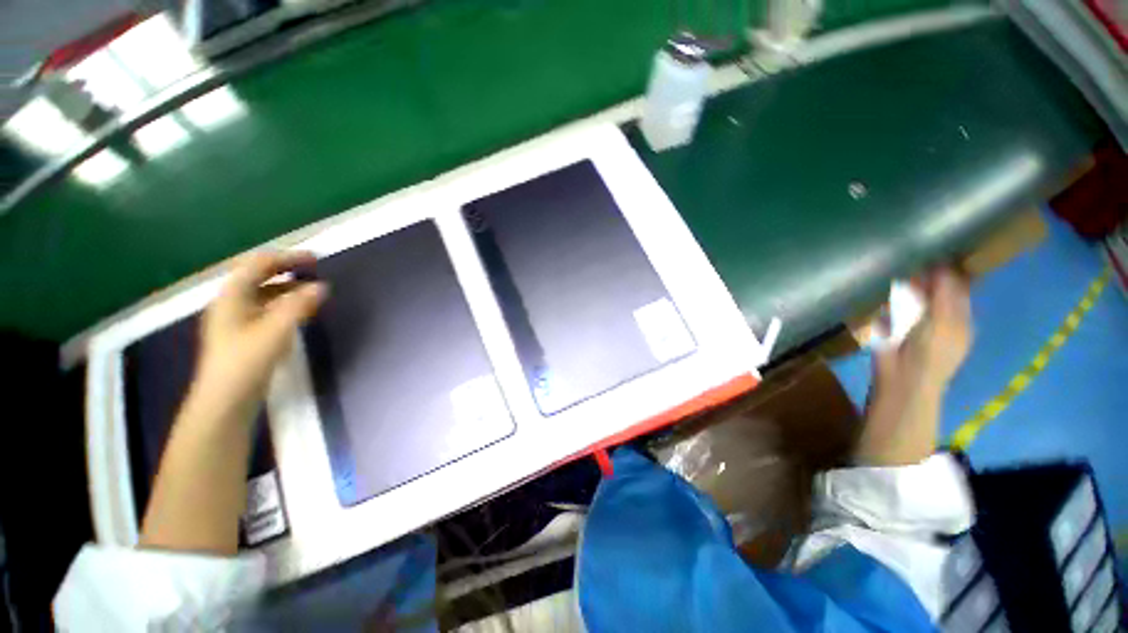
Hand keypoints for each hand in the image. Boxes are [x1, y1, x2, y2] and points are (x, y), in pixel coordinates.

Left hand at [193, 250, 326, 425]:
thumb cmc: (247, 361)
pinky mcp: (244, 335)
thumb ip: (299, 305)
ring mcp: (236, 319)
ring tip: (313, 290)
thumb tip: (321, 286)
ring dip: (287, 287)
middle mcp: (231, 303)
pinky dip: (285, 304)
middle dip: (287, 270)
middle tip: (315, 270)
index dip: (286, 257)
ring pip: (263, 294)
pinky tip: (301, 312)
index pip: (258, 265)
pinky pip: (266, 309)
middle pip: (258, 276)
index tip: (315, 259)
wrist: (225, 400)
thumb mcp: (276, 330)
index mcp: (232, 296)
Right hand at [856, 267, 972, 465]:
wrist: (902, 383)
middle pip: (936, 287)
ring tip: (896, 264)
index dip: (952, 265)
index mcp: (960, 315)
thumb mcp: (945, 322)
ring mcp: (916, 324)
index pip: (959, 283)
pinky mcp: (894, 329)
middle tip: (911, 251)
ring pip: (914, 295)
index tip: (938, 244)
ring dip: (907, 282)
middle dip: (926, 270)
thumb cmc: (930, 354)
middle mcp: (942, 317)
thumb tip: (945, 263)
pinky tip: (885, 287)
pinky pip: (896, 305)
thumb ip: (946, 294)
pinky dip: (892, 296)